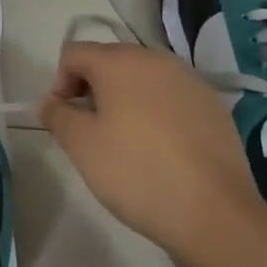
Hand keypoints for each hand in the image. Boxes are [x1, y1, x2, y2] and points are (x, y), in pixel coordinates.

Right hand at [41, 41, 264, 266]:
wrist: (214, 213)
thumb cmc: (136, 171)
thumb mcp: (81, 145)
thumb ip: (57, 115)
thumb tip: (51, 102)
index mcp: (120, 61)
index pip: (74, 53)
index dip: (59, 82)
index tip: (64, 119)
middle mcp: (156, 59)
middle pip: (110, 61)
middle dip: (93, 89)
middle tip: (90, 130)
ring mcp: (190, 80)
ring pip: (143, 78)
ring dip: (125, 99)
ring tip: (125, 141)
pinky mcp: (214, 105)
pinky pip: (171, 97)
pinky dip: (157, 112)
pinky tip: (161, 149)